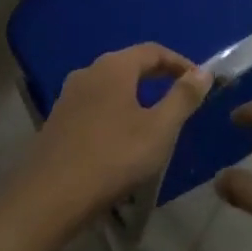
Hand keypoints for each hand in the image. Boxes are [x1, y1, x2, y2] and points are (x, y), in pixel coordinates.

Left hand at [11, 44, 210, 238]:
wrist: (48, 199)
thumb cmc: (112, 158)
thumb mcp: (159, 129)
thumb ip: (183, 97)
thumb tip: (203, 72)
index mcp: (113, 67)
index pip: (153, 51)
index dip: (179, 62)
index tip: (199, 81)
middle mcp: (88, 73)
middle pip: (129, 65)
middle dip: (158, 76)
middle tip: (181, 96)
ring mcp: (68, 98)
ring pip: (110, 86)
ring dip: (135, 95)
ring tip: (155, 119)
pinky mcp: (57, 122)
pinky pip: (95, 106)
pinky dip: (116, 112)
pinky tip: (122, 139)